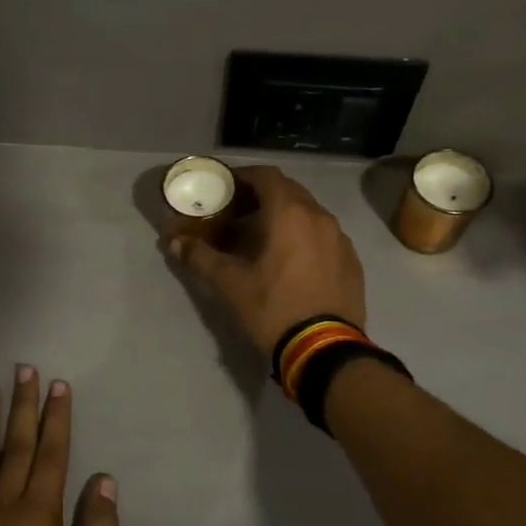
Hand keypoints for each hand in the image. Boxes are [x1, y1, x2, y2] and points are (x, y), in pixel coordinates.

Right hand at [166, 165, 366, 356]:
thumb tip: (173, 243)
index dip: (244, 176)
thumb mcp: (230, 284)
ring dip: (285, 217)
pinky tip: (290, 261)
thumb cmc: (273, 308)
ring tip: (263, 238)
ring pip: (309, 214)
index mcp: (290, 214)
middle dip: (262, 196)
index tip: (226, 187)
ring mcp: (340, 239)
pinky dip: (304, 237)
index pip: (266, 176)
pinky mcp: (351, 261)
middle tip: (239, 213)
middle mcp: (320, 217)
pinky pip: (324, 236)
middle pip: (289, 191)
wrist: (324, 349)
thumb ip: (201, 258)